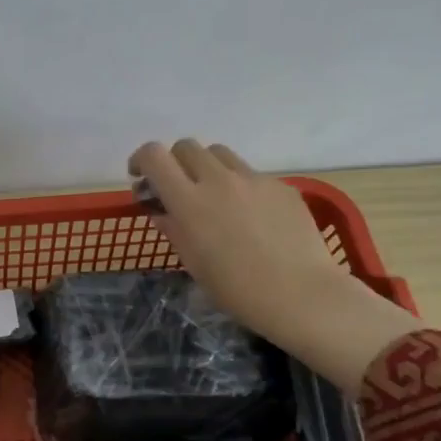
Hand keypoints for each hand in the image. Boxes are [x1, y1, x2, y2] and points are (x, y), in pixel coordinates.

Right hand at [127, 139, 419, 393]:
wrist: (299, 293)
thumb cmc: (236, 289)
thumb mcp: (193, 263)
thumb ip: (173, 228)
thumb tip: (161, 210)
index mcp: (189, 202)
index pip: (154, 156)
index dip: (141, 160)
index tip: (141, 177)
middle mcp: (219, 180)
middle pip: (186, 147)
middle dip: (175, 162)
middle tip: (178, 189)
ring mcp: (253, 179)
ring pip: (220, 153)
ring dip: (207, 168)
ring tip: (214, 198)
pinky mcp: (280, 185)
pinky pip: (250, 174)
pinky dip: (239, 186)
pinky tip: (251, 218)